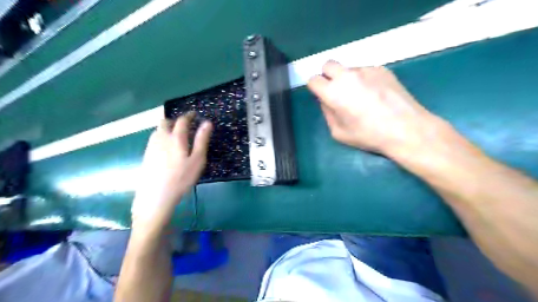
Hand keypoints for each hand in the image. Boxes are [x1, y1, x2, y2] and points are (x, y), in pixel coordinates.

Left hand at [131, 112, 213, 231]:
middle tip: (184, 125)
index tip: (194, 114)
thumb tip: (207, 123)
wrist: (155, 196)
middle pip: (165, 122)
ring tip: (176, 136)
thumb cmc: (181, 178)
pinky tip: (166, 148)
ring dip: (167, 128)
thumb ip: (202, 140)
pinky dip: (161, 137)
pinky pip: (154, 139)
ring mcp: (151, 147)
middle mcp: (161, 138)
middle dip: (175, 120)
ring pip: (158, 130)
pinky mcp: (146, 155)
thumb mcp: (197, 160)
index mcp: (176, 138)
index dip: (189, 115)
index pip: (182, 120)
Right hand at [307, 61, 445, 156]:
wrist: (405, 129)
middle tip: (337, 91)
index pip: (313, 79)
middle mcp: (347, 76)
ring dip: (348, 78)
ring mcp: (366, 69)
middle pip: (328, 64)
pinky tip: (376, 94)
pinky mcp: (382, 69)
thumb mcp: (339, 133)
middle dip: (328, 76)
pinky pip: (365, 71)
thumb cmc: (369, 135)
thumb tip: (326, 101)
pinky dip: (364, 79)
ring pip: (348, 68)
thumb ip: (328, 113)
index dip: (315, 88)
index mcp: (333, 92)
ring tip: (362, 96)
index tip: (322, 95)